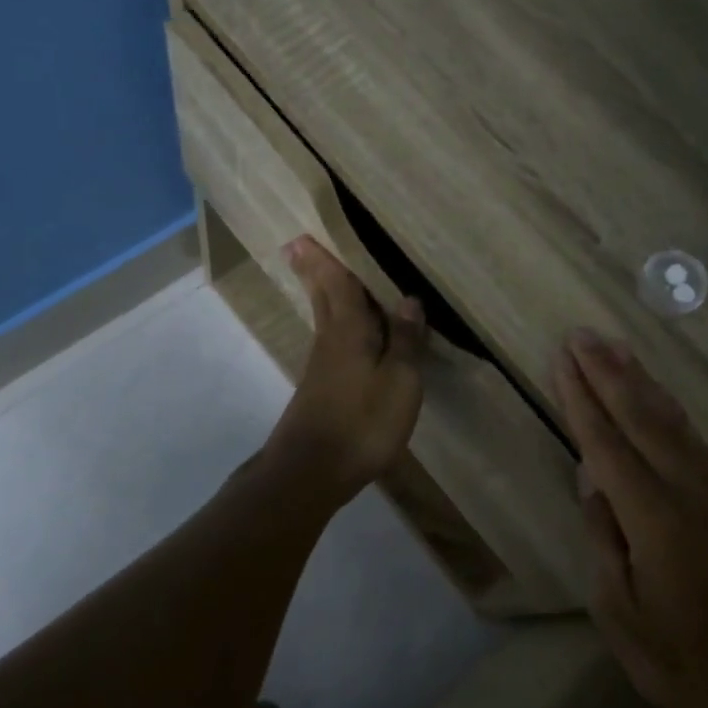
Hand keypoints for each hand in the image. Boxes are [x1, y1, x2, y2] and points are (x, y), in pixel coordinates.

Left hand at [262, 237, 427, 502]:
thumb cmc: (361, 422)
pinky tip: (344, 335)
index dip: (324, 260)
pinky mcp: (320, 390)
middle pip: (322, 298)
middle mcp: (330, 341)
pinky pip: (331, 342)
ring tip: (324, 278)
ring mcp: (321, 368)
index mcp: (349, 331)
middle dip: (314, 272)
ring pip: (324, 320)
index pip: (337, 284)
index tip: (303, 236)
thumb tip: (409, 300)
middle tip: (298, 246)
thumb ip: (406, 341)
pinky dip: (335, 326)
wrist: (310, 472)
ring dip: (323, 296)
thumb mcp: (399, 382)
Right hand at [554, 329, 707, 707]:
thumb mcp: (618, 610)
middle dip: (610, 373)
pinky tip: (659, 400)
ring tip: (617, 349)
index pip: (608, 445)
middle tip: (584, 336)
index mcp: (655, 520)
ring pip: (675, 425)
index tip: (563, 360)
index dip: (583, 399)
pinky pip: (695, 445)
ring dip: (643, 383)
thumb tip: (593, 481)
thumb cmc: (675, 659)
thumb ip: (604, 538)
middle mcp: (690, 495)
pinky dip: (670, 413)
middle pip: (644, 419)